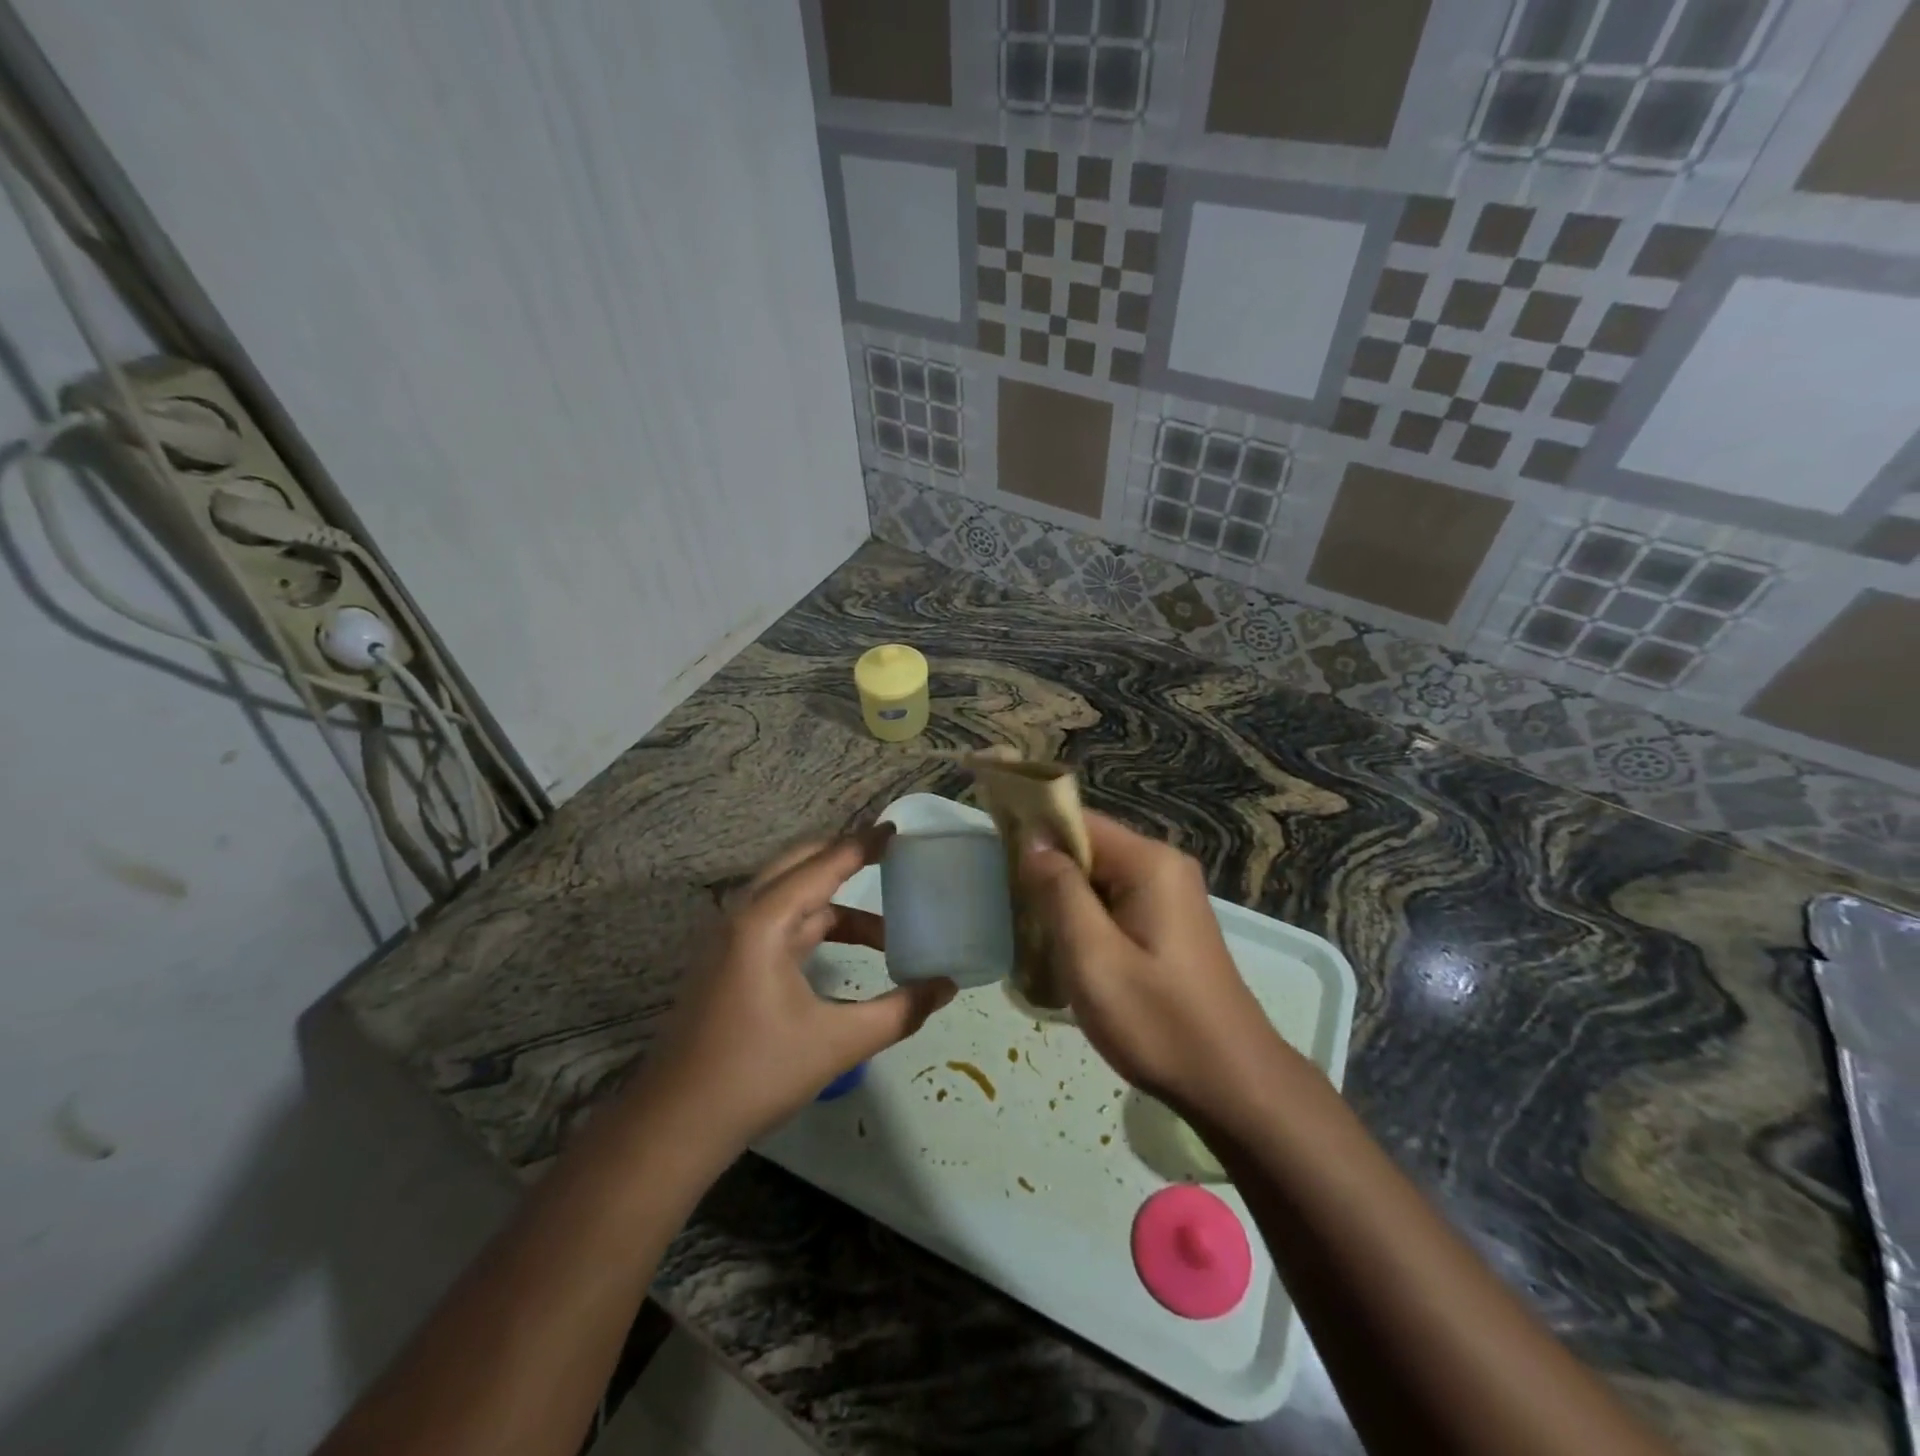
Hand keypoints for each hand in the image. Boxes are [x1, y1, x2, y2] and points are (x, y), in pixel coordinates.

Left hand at [636, 826, 956, 1148]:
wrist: (676, 1123)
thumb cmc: (757, 1074)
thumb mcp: (838, 1042)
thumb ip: (899, 1011)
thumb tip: (946, 987)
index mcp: (765, 920)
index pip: (824, 864)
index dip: (864, 844)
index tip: (898, 831)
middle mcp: (743, 915)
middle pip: (800, 864)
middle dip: (845, 857)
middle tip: (890, 859)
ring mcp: (730, 938)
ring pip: (789, 895)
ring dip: (835, 901)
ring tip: (885, 927)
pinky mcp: (727, 961)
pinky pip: (779, 921)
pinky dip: (815, 923)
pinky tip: (842, 948)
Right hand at [1017, 812, 1279, 1114]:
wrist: (1232, 1084)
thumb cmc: (1157, 1021)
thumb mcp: (1093, 957)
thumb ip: (1059, 891)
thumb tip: (1033, 840)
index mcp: (1149, 863)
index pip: (1078, 822)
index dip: (1033, 833)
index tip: (994, 860)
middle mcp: (1163, 867)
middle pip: (1089, 848)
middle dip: (1046, 872)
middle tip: (1010, 909)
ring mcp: (1170, 895)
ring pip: (1098, 878)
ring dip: (1064, 900)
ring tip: (1032, 934)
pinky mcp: (1168, 923)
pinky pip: (1115, 902)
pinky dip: (1086, 919)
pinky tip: (1067, 952)